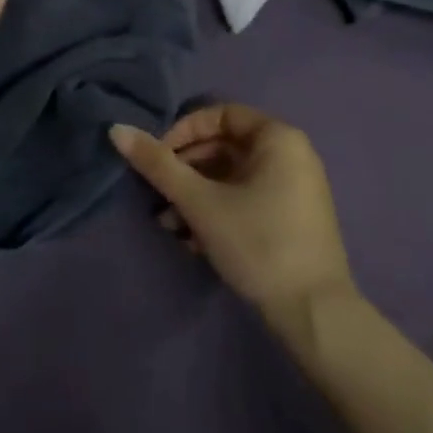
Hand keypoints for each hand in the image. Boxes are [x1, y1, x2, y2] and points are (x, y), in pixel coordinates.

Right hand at [109, 104, 355, 324]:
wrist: (315, 316)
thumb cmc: (258, 243)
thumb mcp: (201, 202)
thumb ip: (158, 165)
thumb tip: (116, 129)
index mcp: (278, 137)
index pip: (220, 115)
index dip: (183, 132)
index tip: (157, 159)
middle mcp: (291, 154)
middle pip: (225, 147)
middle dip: (185, 170)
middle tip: (157, 195)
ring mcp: (295, 187)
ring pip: (233, 177)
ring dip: (197, 195)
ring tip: (169, 225)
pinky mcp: (293, 218)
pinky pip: (248, 198)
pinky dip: (219, 210)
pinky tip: (193, 240)